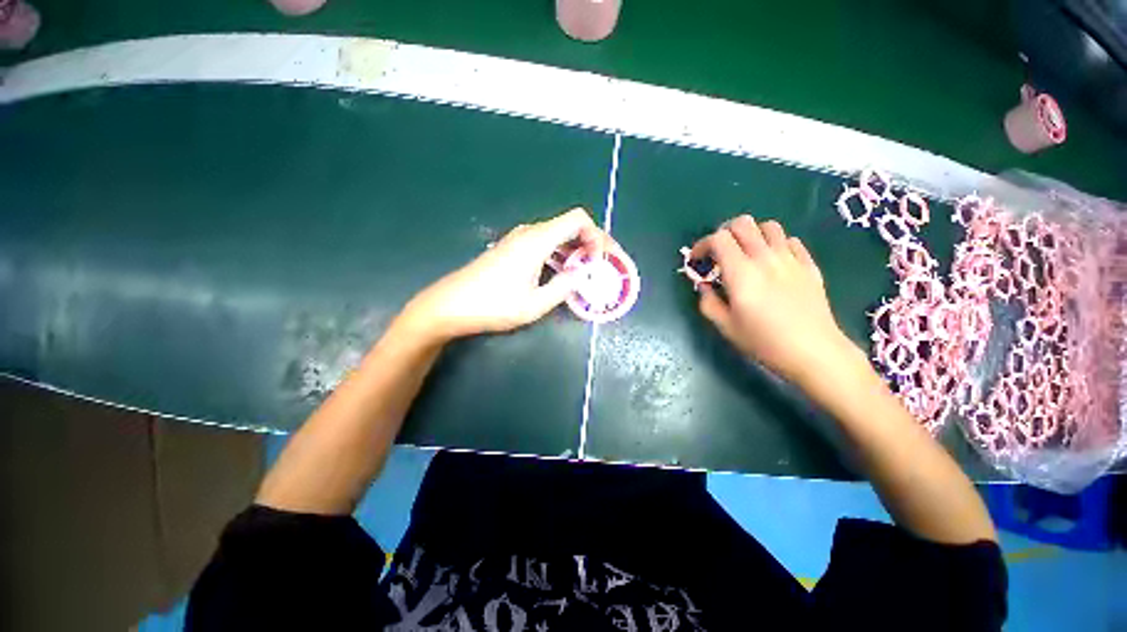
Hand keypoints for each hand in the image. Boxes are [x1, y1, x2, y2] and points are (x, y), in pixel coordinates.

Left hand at [399, 208, 612, 340]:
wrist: (450, 305)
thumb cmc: (493, 305)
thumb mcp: (535, 304)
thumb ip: (564, 286)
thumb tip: (582, 273)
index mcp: (537, 240)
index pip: (578, 219)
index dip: (597, 235)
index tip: (600, 260)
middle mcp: (529, 233)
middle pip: (569, 225)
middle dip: (590, 243)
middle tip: (600, 267)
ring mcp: (518, 239)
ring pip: (557, 235)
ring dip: (575, 251)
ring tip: (585, 274)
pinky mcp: (511, 249)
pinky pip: (544, 244)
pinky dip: (559, 254)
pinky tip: (561, 273)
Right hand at [692, 215, 860, 384]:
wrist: (814, 353)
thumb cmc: (763, 342)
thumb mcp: (725, 327)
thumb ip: (708, 302)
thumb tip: (703, 286)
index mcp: (741, 273)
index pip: (718, 239)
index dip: (702, 245)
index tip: (697, 261)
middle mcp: (765, 258)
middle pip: (743, 223)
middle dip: (724, 233)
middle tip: (718, 253)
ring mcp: (791, 259)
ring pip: (769, 226)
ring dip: (752, 235)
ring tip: (746, 254)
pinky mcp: (809, 266)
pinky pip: (791, 241)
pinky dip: (776, 244)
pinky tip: (773, 262)